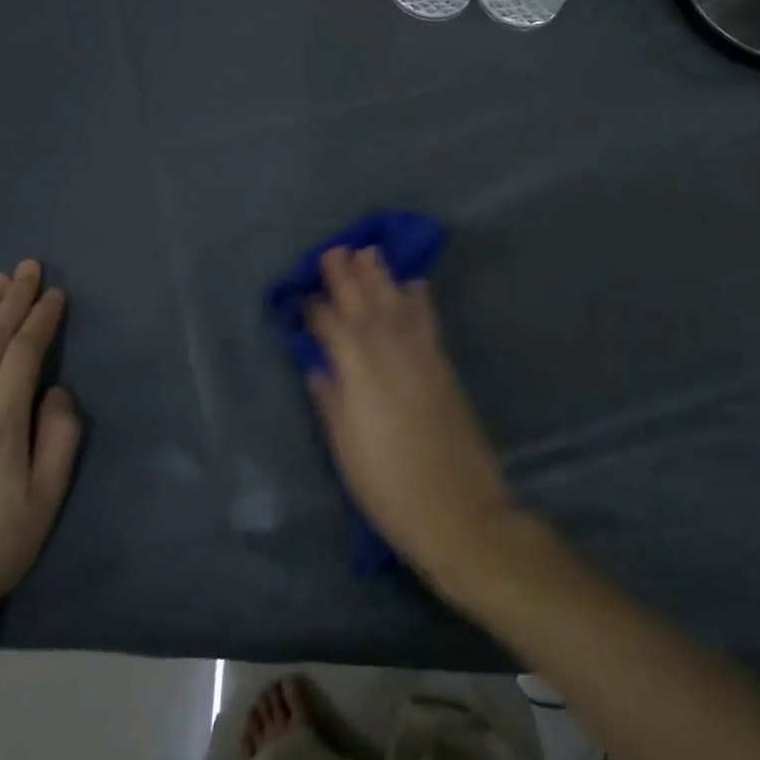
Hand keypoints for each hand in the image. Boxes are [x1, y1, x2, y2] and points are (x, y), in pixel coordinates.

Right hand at [305, 246, 518, 586]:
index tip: (302, 296)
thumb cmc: (388, 487)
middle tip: (335, 250)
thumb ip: (331, 400)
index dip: (316, 310)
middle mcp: (391, 355)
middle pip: (366, 307)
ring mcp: (422, 357)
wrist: (457, 509)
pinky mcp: (444, 367)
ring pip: (397, 306)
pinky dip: (419, 300)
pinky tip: (415, 284)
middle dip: (348, 277)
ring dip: (382, 278)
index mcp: (359, 374)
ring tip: (369, 252)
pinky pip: (427, 322)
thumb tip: (319, 366)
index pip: (332, 329)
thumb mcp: (346, 449)